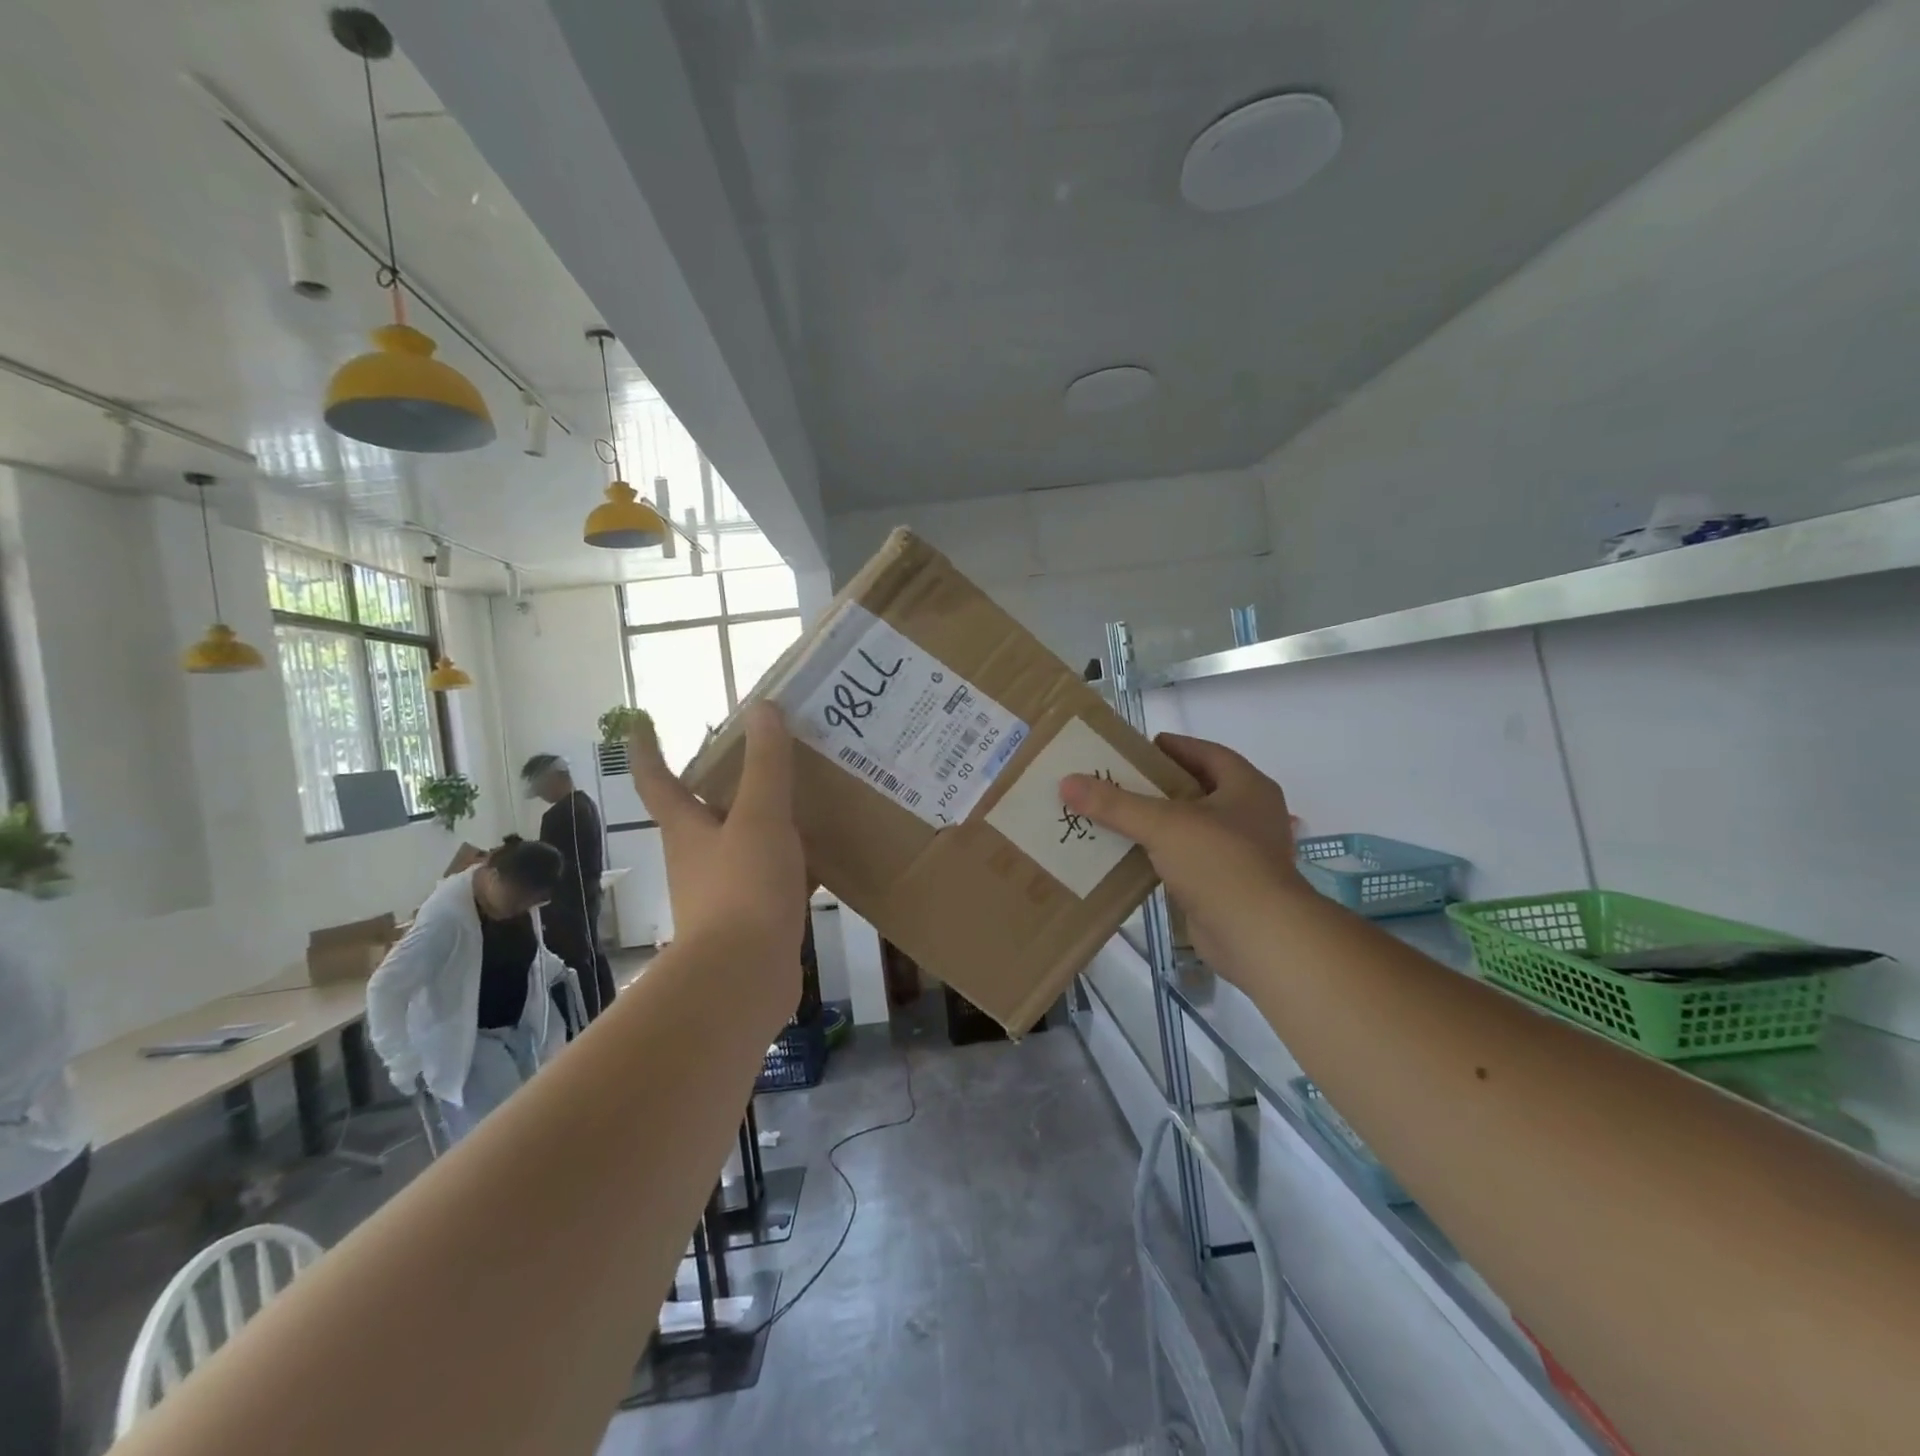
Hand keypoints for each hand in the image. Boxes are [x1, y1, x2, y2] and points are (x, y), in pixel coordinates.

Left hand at [626, 703, 808, 975]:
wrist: (744, 977)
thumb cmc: (744, 888)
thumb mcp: (761, 816)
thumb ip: (766, 764)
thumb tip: (762, 707)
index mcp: (688, 829)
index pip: (657, 780)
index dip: (646, 749)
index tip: (639, 721)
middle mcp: (698, 858)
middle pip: (702, 811)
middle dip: (720, 784)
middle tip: (754, 755)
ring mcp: (723, 892)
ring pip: (741, 844)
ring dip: (762, 822)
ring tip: (801, 798)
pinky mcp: (751, 920)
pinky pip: (771, 878)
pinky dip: (791, 863)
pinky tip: (824, 857)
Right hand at [1062, 734, 1308, 971]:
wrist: (1258, 935)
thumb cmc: (1220, 863)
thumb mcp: (1163, 824)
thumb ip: (1115, 803)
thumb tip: (1067, 782)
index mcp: (1248, 787)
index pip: (1207, 753)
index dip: (1175, 747)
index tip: (1140, 748)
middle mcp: (1250, 815)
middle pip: (1199, 789)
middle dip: (1160, 785)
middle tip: (1120, 781)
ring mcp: (1243, 852)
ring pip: (1193, 827)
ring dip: (1160, 821)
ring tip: (1117, 816)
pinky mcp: (1228, 885)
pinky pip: (1190, 859)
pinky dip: (1164, 854)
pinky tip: (1132, 855)